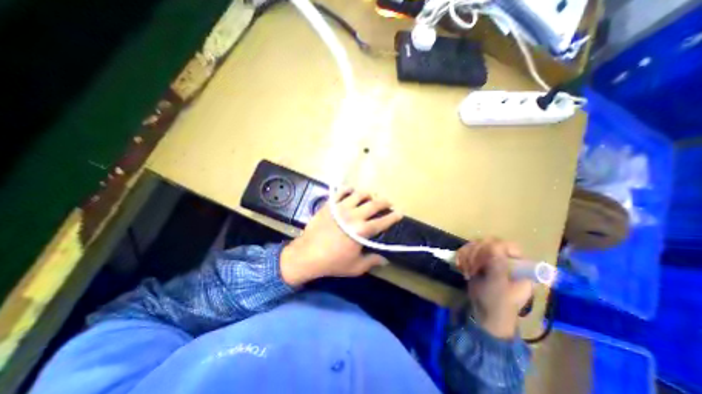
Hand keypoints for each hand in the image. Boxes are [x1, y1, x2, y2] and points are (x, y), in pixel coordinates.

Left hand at [279, 187, 399, 285]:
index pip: (383, 221)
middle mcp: (354, 216)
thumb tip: (386, 260)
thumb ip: (372, 261)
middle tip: (387, 202)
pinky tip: (351, 191)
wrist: (307, 255)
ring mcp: (340, 208)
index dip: (393, 216)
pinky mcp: (329, 205)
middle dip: (384, 202)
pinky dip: (348, 189)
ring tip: (370, 196)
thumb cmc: (332, 262)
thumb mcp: (355, 267)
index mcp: (362, 231)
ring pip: (358, 194)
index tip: (399, 212)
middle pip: (374, 204)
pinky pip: (341, 192)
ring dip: (367, 194)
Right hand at [456, 238, 532, 339]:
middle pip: (488, 242)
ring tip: (466, 271)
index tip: (484, 260)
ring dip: (467, 256)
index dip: (494, 248)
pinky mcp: (478, 261)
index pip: (508, 245)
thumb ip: (498, 265)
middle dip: (476, 254)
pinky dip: (461, 256)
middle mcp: (506, 259)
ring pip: (475, 244)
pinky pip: (467, 249)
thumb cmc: (498, 303)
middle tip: (472, 268)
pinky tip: (460, 266)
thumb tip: (494, 245)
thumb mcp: (499, 285)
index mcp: (519, 265)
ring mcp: (491, 259)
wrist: (485, 315)